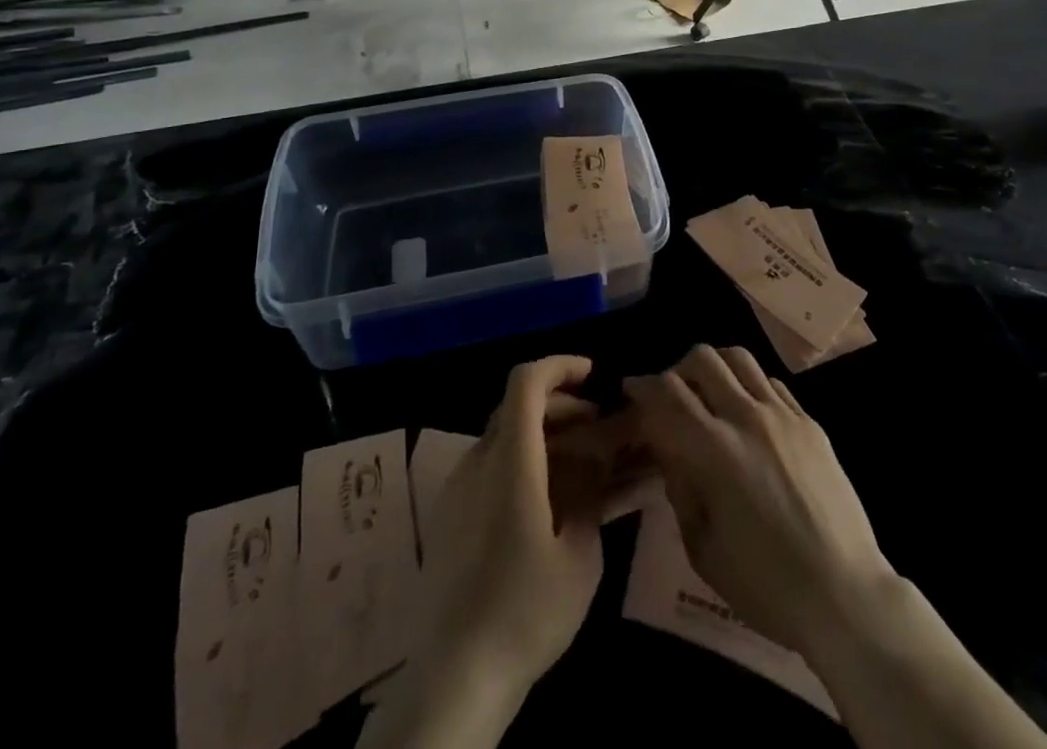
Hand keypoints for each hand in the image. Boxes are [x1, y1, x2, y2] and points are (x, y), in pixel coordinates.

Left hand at [412, 356, 604, 695]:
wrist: (454, 680)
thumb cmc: (526, 613)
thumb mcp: (580, 557)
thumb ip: (590, 496)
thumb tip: (597, 461)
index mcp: (510, 462)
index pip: (526, 382)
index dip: (559, 366)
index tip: (592, 376)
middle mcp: (477, 462)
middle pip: (516, 406)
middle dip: (561, 404)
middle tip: (598, 426)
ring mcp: (457, 489)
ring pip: (503, 436)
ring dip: (542, 435)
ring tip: (579, 464)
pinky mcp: (448, 516)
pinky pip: (489, 467)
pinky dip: (521, 462)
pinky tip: (546, 499)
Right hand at [624, 345, 896, 655]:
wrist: (845, 595)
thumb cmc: (766, 586)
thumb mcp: (702, 549)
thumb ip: (680, 489)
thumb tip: (670, 451)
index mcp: (714, 451)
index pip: (667, 393)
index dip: (642, 386)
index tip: (632, 391)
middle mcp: (747, 418)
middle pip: (703, 359)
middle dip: (677, 370)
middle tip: (672, 396)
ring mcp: (783, 415)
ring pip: (739, 358)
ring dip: (715, 367)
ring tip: (709, 392)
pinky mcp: (810, 423)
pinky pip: (771, 382)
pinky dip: (749, 385)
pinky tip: (748, 413)